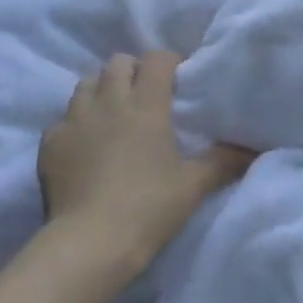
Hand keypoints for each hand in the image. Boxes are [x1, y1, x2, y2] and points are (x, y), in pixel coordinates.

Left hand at [38, 51, 253, 275]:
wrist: (90, 242)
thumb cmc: (148, 208)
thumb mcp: (193, 186)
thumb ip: (223, 162)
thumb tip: (252, 150)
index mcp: (146, 105)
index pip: (156, 60)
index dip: (168, 62)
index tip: (178, 79)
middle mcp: (109, 102)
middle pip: (117, 63)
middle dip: (132, 70)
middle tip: (145, 94)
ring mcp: (74, 120)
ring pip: (86, 83)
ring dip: (102, 89)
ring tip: (113, 112)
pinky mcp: (50, 142)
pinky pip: (63, 118)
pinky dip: (75, 122)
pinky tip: (84, 144)